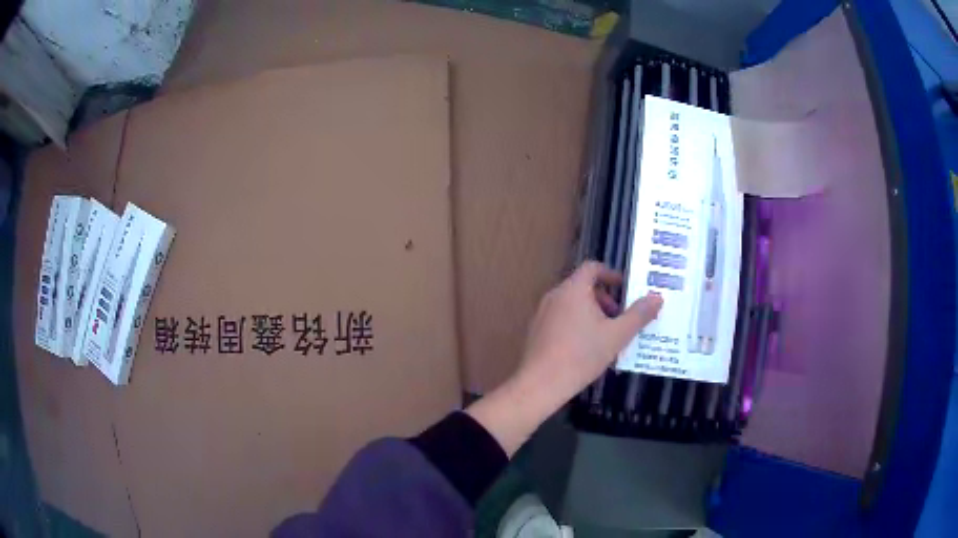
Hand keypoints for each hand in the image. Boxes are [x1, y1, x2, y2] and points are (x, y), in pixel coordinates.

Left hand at [516, 261, 662, 405]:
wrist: (541, 383)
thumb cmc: (582, 355)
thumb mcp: (617, 336)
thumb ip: (639, 315)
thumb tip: (657, 297)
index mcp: (573, 290)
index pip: (592, 268)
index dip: (611, 274)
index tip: (625, 289)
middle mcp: (554, 295)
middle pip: (582, 286)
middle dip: (604, 298)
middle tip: (619, 317)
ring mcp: (542, 313)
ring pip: (571, 303)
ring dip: (591, 312)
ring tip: (606, 335)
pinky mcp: (536, 331)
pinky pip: (560, 318)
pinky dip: (576, 324)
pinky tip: (585, 348)